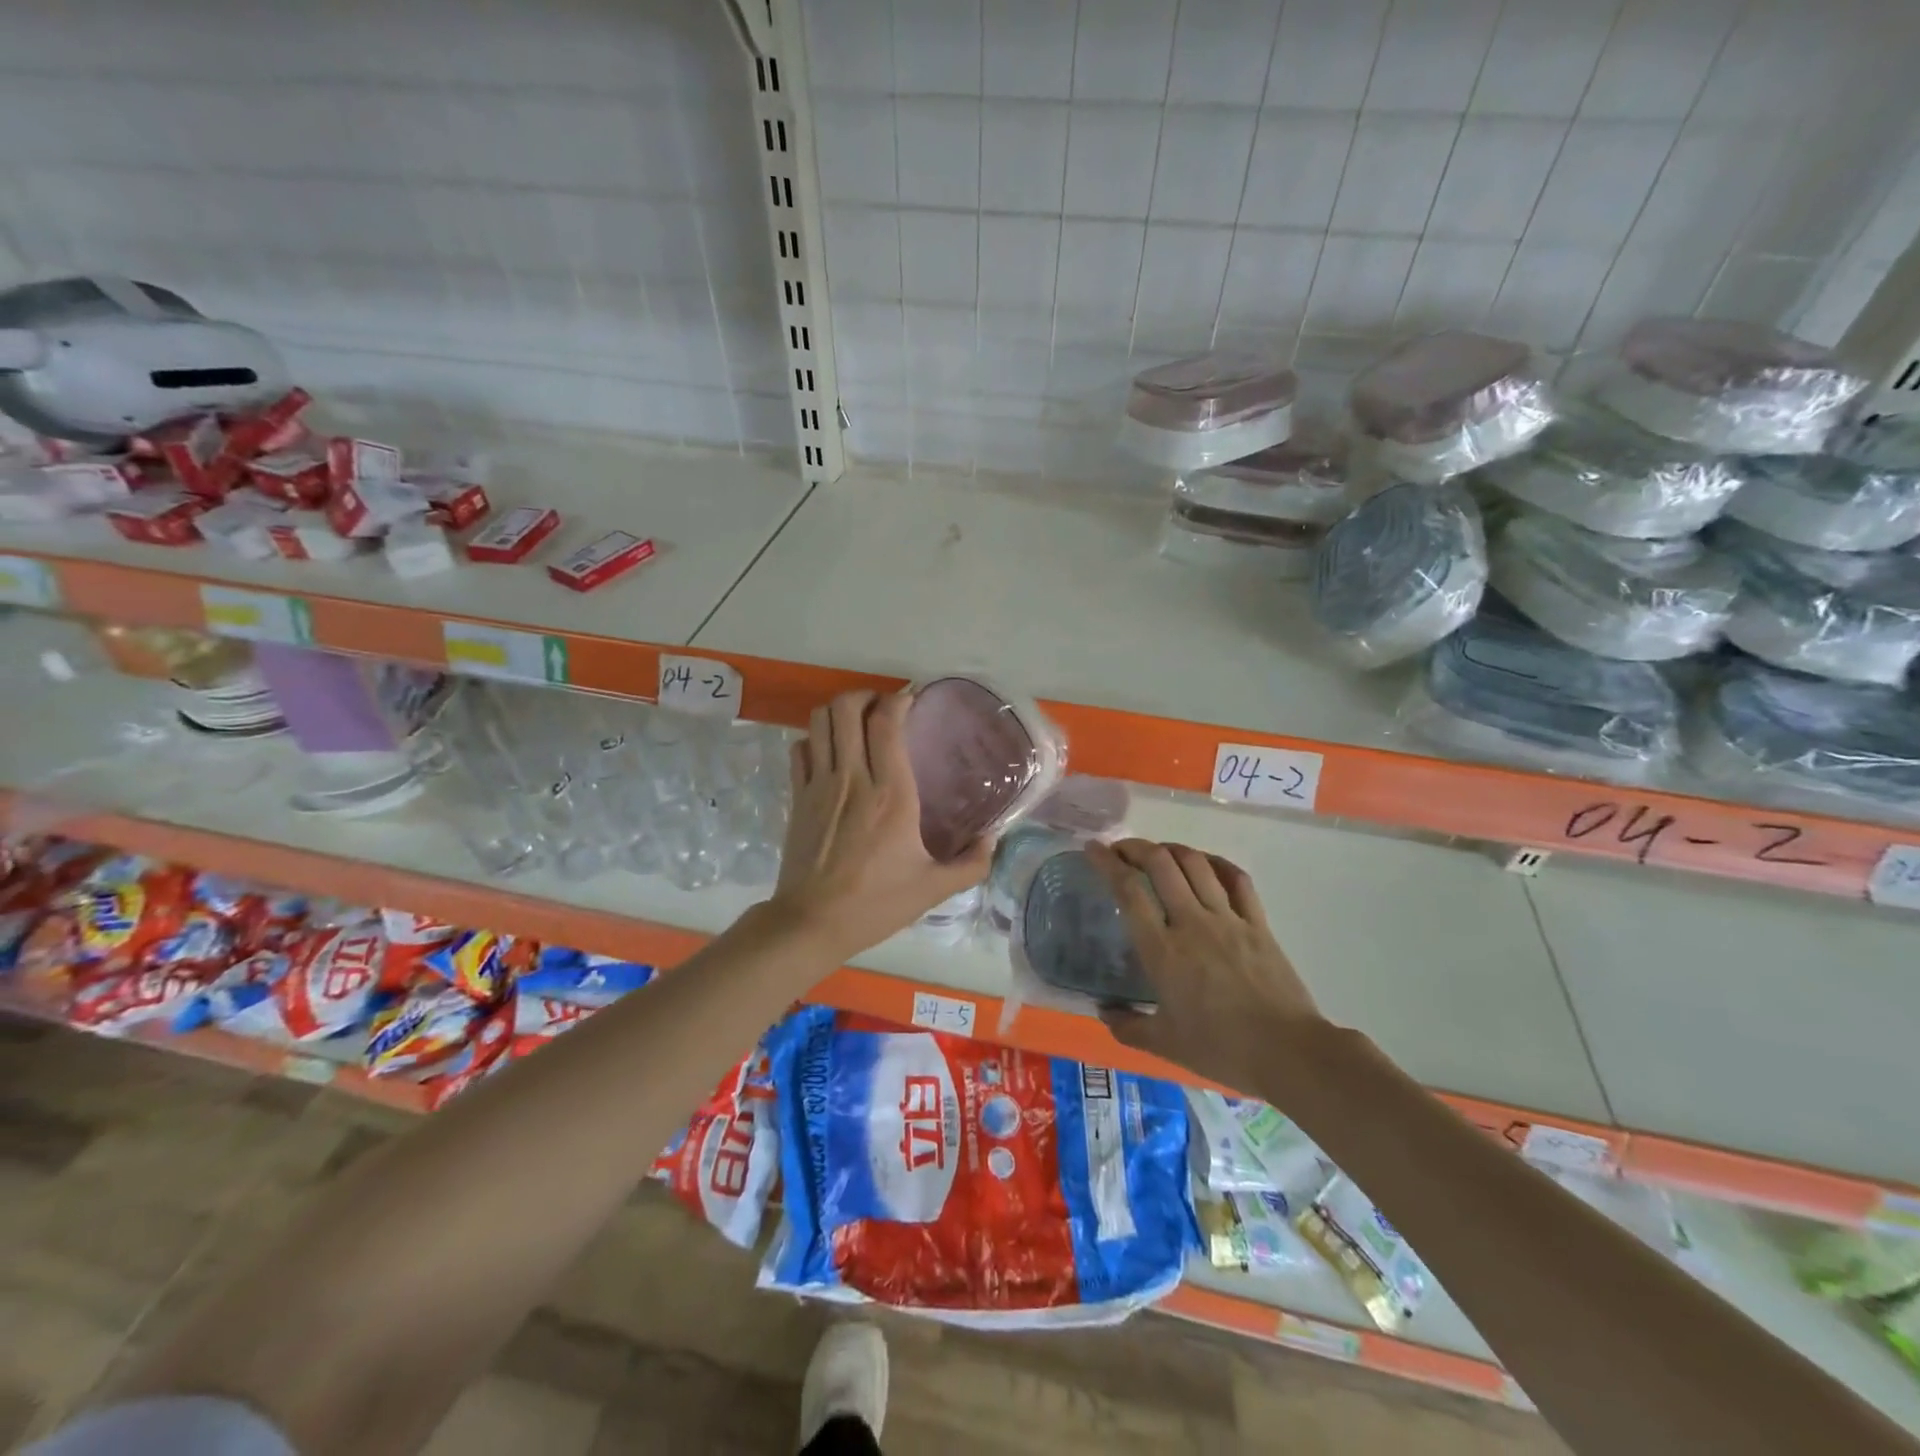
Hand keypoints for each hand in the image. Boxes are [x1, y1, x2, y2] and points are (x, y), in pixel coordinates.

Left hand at [768, 690, 992, 960]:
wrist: (813, 923)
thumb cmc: (876, 903)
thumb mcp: (933, 889)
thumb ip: (971, 863)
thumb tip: (993, 839)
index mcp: (891, 795)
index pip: (886, 724)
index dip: (897, 701)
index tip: (911, 700)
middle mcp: (853, 779)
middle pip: (846, 709)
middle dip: (865, 696)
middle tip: (883, 710)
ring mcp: (819, 785)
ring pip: (819, 722)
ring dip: (838, 712)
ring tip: (857, 723)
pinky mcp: (797, 797)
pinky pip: (800, 749)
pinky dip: (815, 739)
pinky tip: (830, 753)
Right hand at [1087, 839, 1327, 1093]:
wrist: (1289, 1053)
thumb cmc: (1221, 1049)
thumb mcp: (1165, 1044)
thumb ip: (1127, 1026)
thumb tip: (1103, 1012)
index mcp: (1162, 950)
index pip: (1129, 890)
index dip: (1107, 862)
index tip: (1093, 849)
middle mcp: (1192, 923)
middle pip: (1161, 864)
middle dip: (1136, 847)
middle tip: (1121, 850)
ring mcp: (1228, 919)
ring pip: (1196, 864)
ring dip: (1172, 849)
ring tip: (1158, 852)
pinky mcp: (1258, 923)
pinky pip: (1237, 879)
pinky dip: (1217, 862)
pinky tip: (1206, 863)